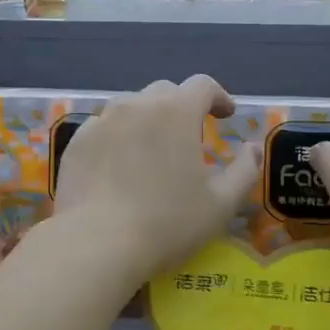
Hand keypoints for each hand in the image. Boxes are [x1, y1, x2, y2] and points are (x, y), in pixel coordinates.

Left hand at [51, 76, 259, 286]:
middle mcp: (136, 105)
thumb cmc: (168, 223)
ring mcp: (101, 122)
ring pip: (129, 107)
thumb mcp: (221, 204)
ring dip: (147, 119)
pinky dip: (117, 137)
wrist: (97, 243)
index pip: (202, 85)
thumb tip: (254, 149)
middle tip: (189, 135)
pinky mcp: (76, 143)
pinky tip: (119, 165)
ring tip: (152, 148)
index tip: (226, 114)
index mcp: (176, 112)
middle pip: (164, 92)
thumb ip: (245, 171)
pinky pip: (102, 128)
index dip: (218, 96)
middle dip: (182, 107)